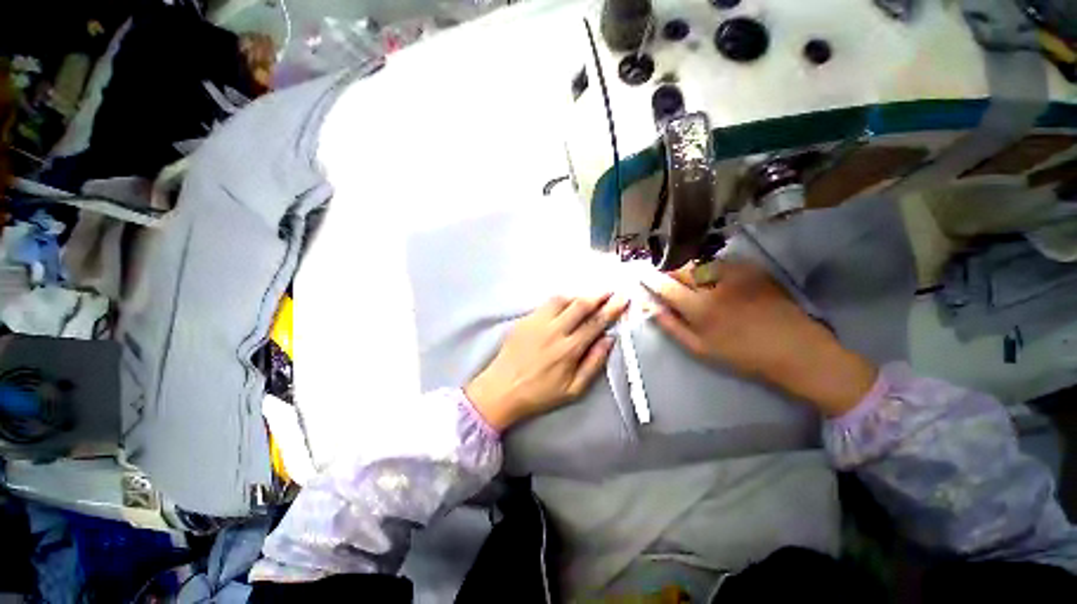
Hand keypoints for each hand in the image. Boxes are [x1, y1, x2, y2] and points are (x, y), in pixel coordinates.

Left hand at [466, 293, 629, 430]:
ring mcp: (537, 322)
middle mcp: (554, 330)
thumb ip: (593, 363)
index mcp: (569, 348)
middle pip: (580, 305)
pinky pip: (546, 303)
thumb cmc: (539, 394)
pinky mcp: (525, 320)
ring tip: (589, 297)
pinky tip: (565, 304)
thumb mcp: (573, 389)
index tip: (623, 298)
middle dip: (598, 295)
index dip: (611, 309)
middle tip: (610, 291)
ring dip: (579, 295)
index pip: (595, 322)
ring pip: (562, 299)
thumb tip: (609, 340)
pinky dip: (560, 300)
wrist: (501, 389)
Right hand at [644, 262, 876, 416]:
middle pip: (681, 269)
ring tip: (692, 282)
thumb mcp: (700, 349)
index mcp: (699, 308)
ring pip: (700, 263)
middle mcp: (714, 285)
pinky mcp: (752, 269)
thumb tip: (650, 308)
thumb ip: (672, 326)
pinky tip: (717, 281)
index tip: (639, 274)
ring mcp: (736, 274)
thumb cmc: (743, 355)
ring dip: (689, 269)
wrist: (795, 349)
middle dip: (669, 272)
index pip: (665, 286)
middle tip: (667, 280)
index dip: (649, 278)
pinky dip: (712, 269)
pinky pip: (722, 262)